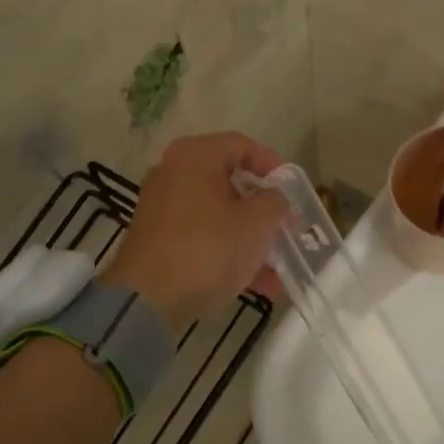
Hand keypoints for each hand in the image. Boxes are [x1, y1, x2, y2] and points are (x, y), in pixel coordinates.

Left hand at [104, 133, 292, 328]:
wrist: (148, 298)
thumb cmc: (208, 247)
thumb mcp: (256, 222)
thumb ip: (275, 201)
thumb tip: (275, 198)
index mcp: (195, 155)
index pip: (242, 145)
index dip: (274, 164)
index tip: (294, 188)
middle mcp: (174, 173)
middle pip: (231, 183)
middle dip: (265, 210)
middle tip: (289, 227)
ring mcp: (163, 208)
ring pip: (220, 216)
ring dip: (252, 239)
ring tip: (281, 267)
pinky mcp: (159, 241)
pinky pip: (204, 238)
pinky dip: (230, 254)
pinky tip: (260, 284)